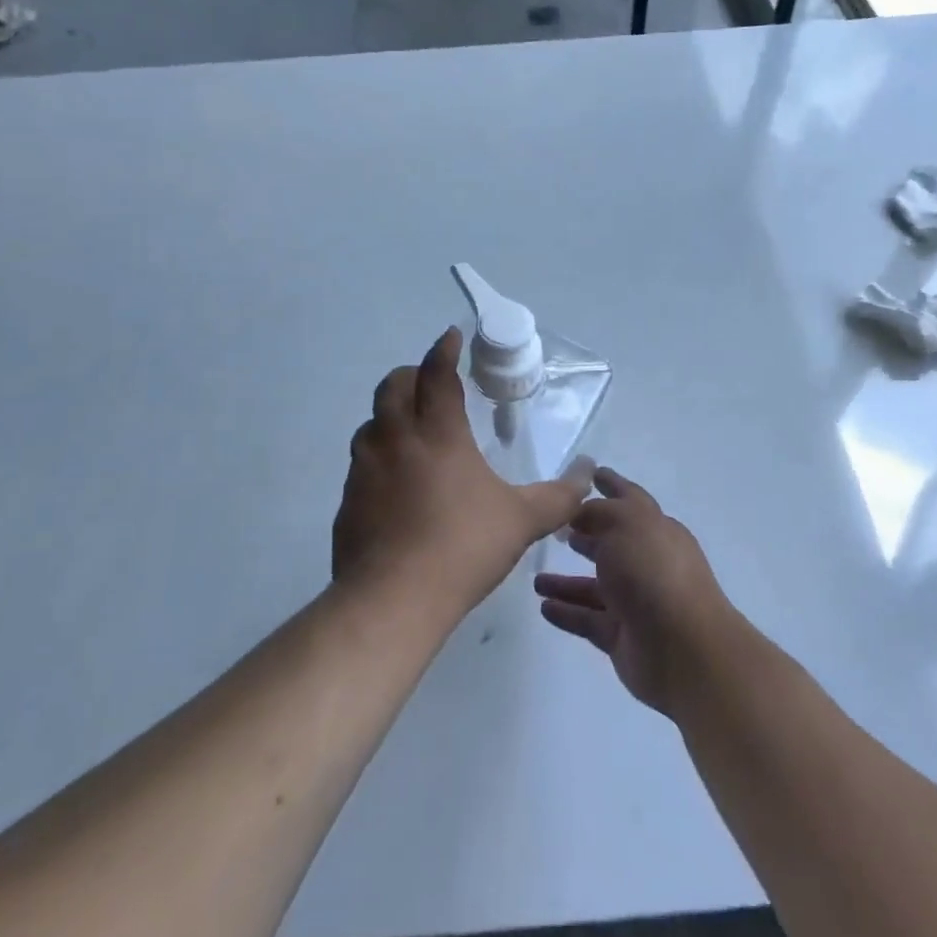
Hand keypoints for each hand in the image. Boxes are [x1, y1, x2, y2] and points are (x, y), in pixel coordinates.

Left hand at [333, 329, 594, 619]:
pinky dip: (377, 456)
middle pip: (393, 386)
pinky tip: (393, 483)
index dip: (444, 350)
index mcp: (438, 433)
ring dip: (389, 414)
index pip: (437, 374)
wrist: (393, 599)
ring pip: (371, 423)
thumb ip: (559, 498)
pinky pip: (361, 463)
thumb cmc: (463, 547)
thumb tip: (587, 477)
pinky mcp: (348, 499)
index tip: (450, 337)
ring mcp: (365, 469)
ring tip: (409, 429)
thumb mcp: (522, 521)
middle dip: (411, 374)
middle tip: (429, 381)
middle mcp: (396, 439)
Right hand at [536, 468, 735, 713]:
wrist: (683, 648)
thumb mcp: (623, 523)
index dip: (611, 485)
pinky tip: (543, 607)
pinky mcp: (622, 636)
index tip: (590, 474)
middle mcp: (647, 563)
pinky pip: (588, 619)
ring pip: (595, 586)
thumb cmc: (653, 572)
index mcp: (655, 530)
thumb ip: (598, 513)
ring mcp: (636, 602)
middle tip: (554, 529)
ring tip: (535, 579)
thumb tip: (580, 514)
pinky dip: (567, 612)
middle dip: (586, 535)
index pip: (630, 500)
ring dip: (566, 582)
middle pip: (611, 544)